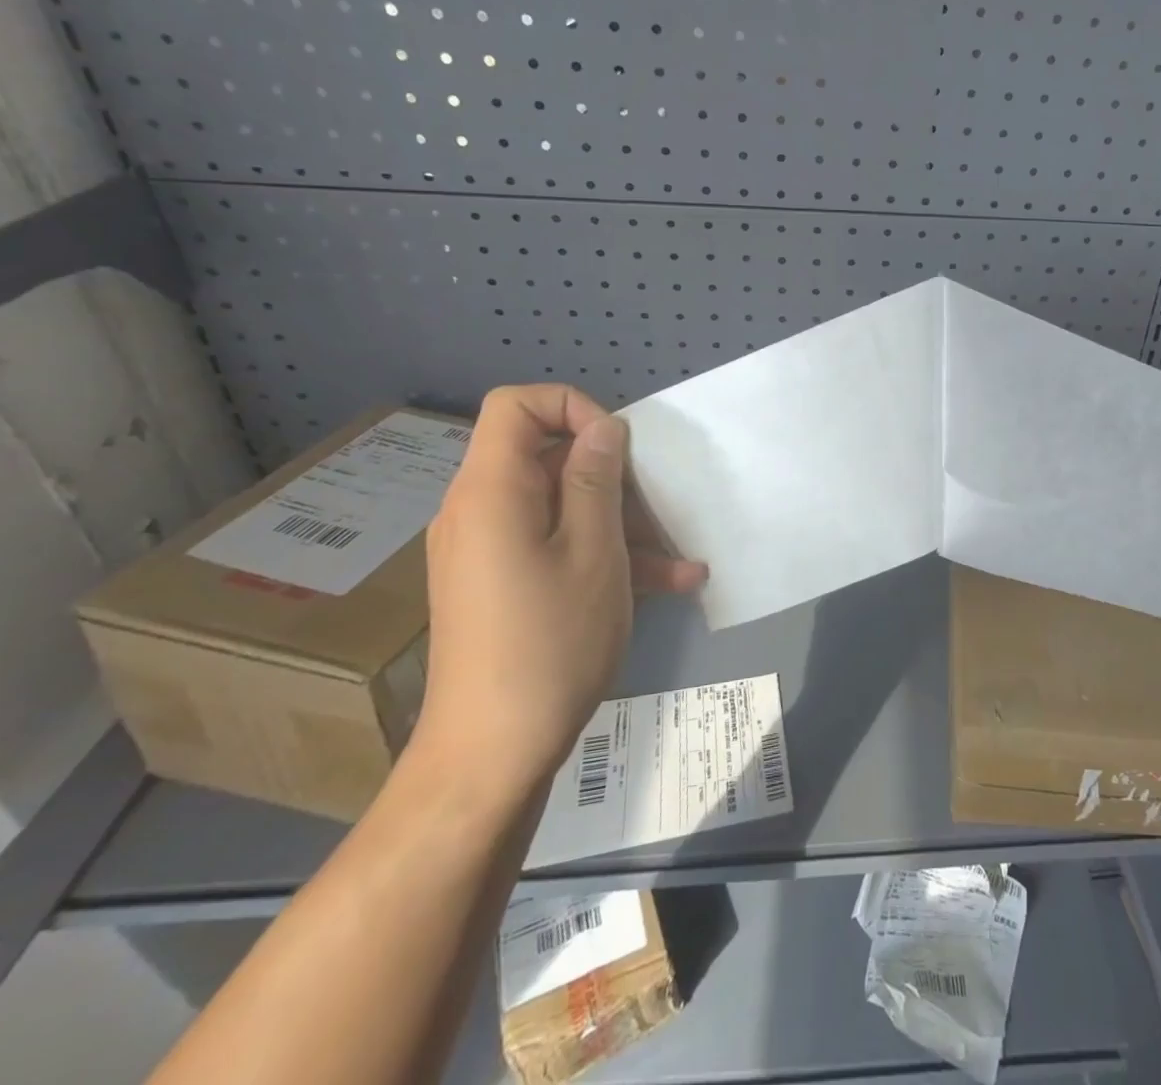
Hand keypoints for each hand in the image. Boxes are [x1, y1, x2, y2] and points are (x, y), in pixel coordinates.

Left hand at [415, 384, 706, 805]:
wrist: (492, 755)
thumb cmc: (551, 642)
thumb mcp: (594, 552)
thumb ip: (597, 479)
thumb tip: (603, 428)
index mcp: (492, 491)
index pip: (516, 406)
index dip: (572, 407)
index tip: (619, 446)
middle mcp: (481, 511)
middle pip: (547, 457)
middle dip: (612, 476)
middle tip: (659, 510)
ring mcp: (490, 551)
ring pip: (562, 506)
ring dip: (622, 523)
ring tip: (680, 561)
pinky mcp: (502, 584)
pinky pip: (555, 545)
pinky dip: (603, 554)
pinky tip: (667, 584)